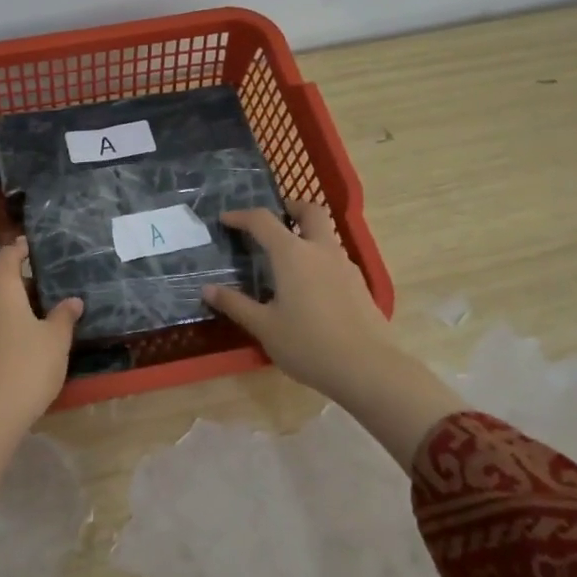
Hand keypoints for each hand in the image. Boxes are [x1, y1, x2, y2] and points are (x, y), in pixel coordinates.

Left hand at [0, 239, 81, 494]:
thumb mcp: (55, 340)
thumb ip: (64, 316)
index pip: (9, 254)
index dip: (23, 248)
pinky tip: (20, 330)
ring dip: (10, 298)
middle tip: (47, 280)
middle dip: (19, 276)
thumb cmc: (26, 367)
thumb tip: (72, 301)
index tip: (37, 246)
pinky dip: (0, 316)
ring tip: (37, 305)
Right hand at [204, 202, 466, 467]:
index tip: (226, 219)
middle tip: (274, 220)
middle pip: (310, 212)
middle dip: (291, 208)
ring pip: (326, 235)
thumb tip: (208, 289)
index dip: (242, 216)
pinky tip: (309, 287)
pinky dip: (319, 259)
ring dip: (306, 235)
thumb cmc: (308, 344)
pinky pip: (335, 259)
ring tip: (287, 259)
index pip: (263, 221)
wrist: (368, 368)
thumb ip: (235, 304)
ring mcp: (345, 266)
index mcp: (292, 254)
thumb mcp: (264, 327)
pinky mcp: (359, 285)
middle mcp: (321, 250)